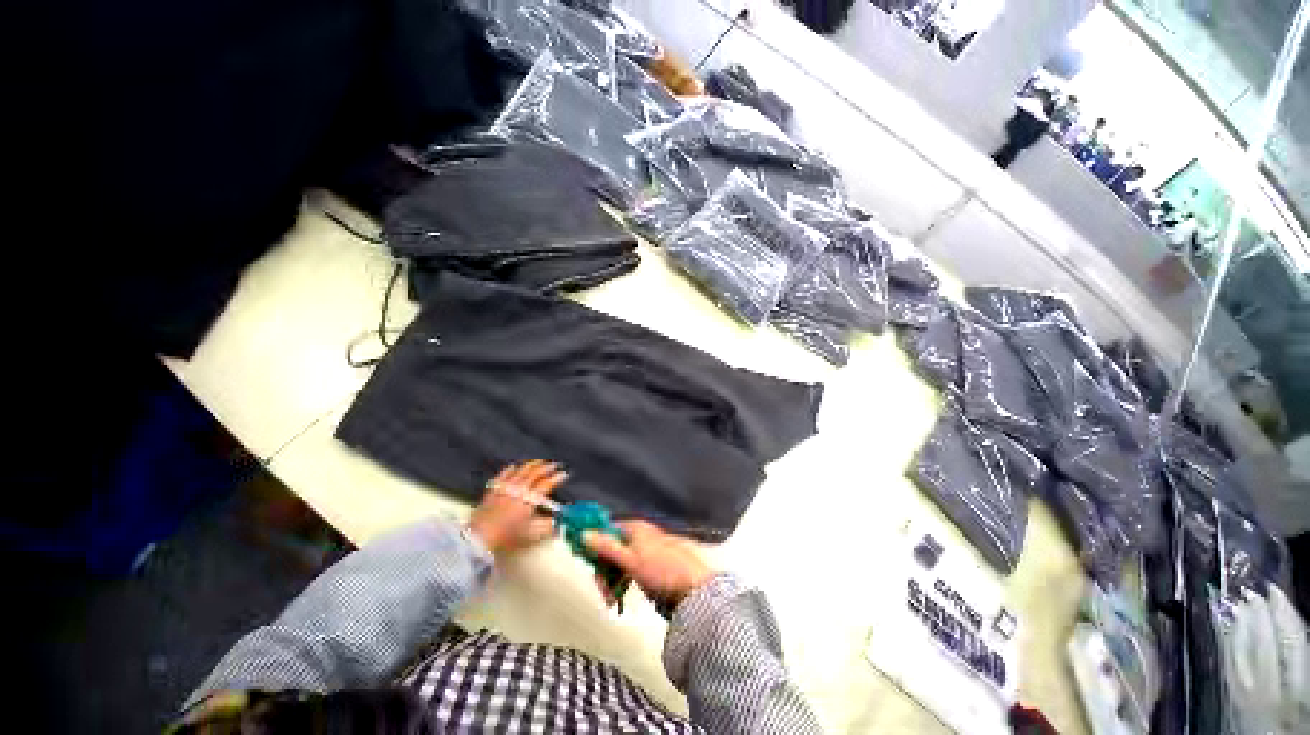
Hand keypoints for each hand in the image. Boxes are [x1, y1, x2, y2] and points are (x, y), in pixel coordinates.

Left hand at [469, 461, 563, 554]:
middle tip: (555, 464)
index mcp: (530, 498)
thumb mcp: (531, 534)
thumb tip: (560, 522)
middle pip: (535, 473)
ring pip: (520, 471)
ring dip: (531, 465)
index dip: (557, 478)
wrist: (479, 538)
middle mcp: (519, 489)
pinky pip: (503, 475)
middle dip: (547, 467)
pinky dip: (510, 470)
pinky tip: (513, 467)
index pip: (547, 484)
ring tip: (538, 462)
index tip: (565, 474)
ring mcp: (505, 488)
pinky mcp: (493, 491)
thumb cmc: (507, 537)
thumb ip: (548, 527)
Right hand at [584, 520, 715, 605]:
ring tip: (612, 600)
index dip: (594, 544)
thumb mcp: (630, 560)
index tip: (586, 564)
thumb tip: (584, 533)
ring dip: (612, 580)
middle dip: (604, 570)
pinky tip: (621, 597)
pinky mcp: (651, 566)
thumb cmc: (662, 571)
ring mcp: (645, 551)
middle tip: (603, 593)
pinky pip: (629, 570)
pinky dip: (622, 582)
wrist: (695, 589)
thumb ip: (607, 547)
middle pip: (611, 547)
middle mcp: (639, 535)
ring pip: (619, 561)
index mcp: (634, 528)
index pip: (606, 529)